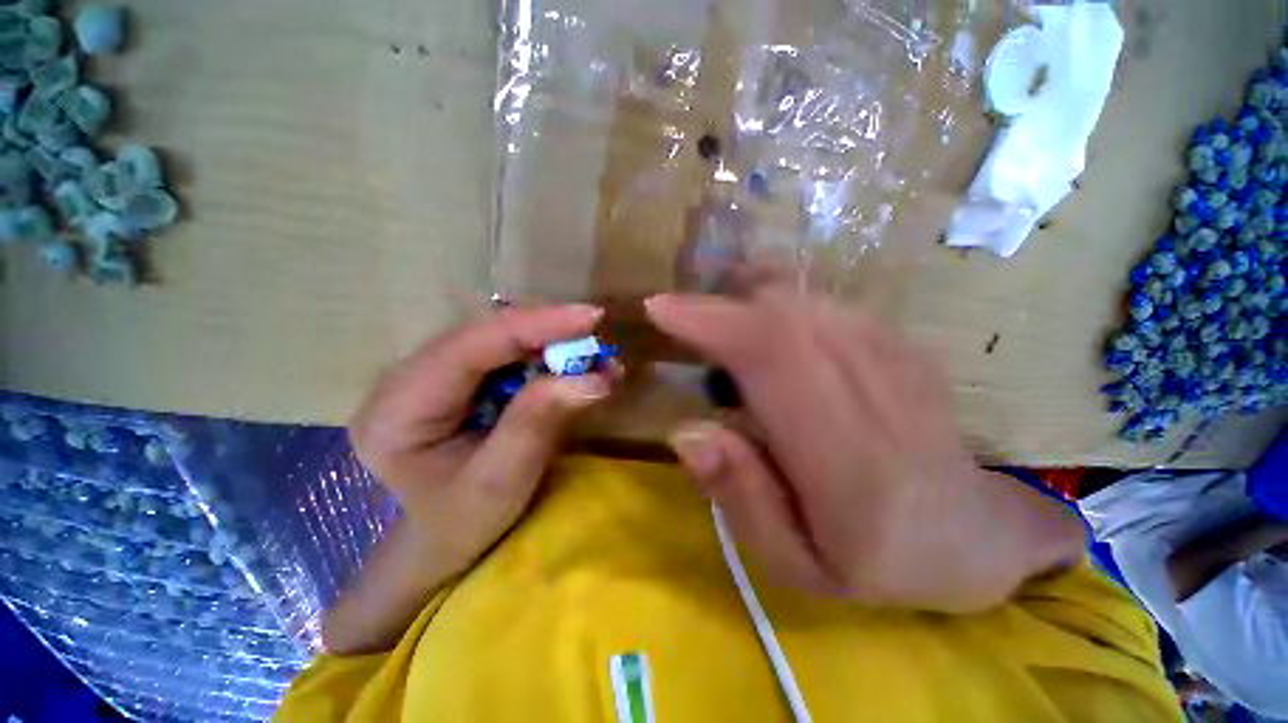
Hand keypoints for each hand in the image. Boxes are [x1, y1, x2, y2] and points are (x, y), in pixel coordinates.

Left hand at [349, 304, 612, 573]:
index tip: (591, 318)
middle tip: (599, 341)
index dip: (536, 325)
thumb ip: (539, 423)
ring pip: (498, 339)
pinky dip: (543, 358)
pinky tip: (570, 369)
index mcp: (400, 406)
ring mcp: (430, 374)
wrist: (438, 541)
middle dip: (548, 333)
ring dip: (550, 344)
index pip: (472, 345)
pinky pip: (503, 355)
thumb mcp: (501, 481)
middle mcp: (407, 377)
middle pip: (486, 334)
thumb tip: (593, 377)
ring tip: (593, 359)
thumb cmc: (461, 522)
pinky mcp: (454, 379)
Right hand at [646, 290, 1082, 611]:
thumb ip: (738, 496)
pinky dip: (774, 301)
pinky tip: (757, 324)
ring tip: (711, 321)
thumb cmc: (877, 560)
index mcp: (847, 457)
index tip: (660, 308)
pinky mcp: (898, 341)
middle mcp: (874, 388)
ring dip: (742, 298)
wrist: (972, 533)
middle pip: (782, 312)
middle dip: (716, 304)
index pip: (771, 356)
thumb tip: (685, 432)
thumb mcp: (795, 564)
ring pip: (801, 298)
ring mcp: (895, 355)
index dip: (710, 321)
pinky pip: (820, 302)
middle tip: (676, 317)